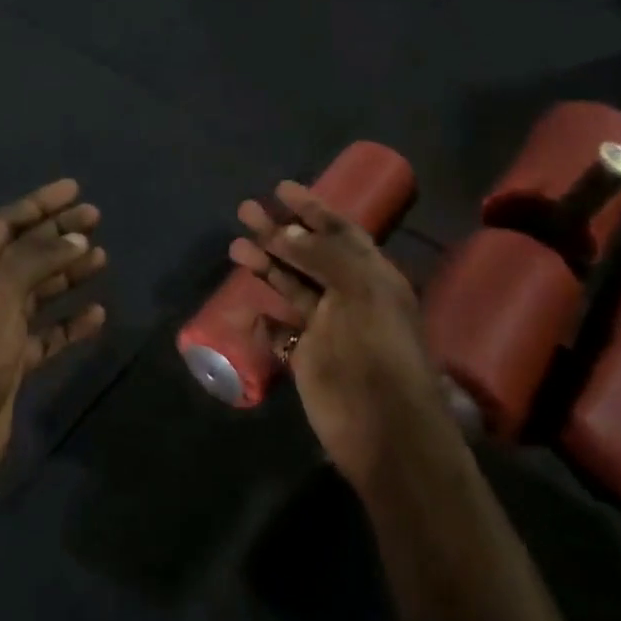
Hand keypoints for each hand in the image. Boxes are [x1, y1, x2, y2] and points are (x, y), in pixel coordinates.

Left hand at [0, 180, 107, 499]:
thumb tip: (75, 237)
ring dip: (68, 273)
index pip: (5, 223)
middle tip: (97, 217)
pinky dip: (70, 322)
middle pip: (25, 253)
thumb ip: (37, 259)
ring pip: (38, 290)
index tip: (75, 189)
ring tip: (101, 258)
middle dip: (59, 234)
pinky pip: (47, 332)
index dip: (40, 203)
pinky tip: (97, 313)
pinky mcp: (12, 360)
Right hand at [229, 181, 443, 486]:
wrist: (384, 431)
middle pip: (308, 254)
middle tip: (245, 210)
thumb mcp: (361, 293)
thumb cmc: (378, 354)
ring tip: (236, 246)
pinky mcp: (307, 356)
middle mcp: (349, 295)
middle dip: (279, 231)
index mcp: (372, 276)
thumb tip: (287, 231)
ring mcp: (327, 327)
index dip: (312, 208)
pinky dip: (265, 317)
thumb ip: (324, 257)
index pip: (340, 231)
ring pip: (291, 286)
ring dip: (266, 264)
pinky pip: (281, 329)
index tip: (282, 188)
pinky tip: (248, 308)